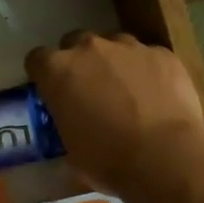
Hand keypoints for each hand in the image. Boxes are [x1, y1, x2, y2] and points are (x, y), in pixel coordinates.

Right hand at [26, 32, 203, 193]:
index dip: (44, 75)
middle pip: (75, 42)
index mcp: (58, 70)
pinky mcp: (162, 53)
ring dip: (115, 62)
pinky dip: (148, 71)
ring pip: (114, 45)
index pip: (37, 59)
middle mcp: (90, 48)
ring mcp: (129, 46)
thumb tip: (74, 126)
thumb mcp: (71, 150)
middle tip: (90, 90)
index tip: (52, 92)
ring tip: (128, 93)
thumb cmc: (109, 160)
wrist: (166, 157)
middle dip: (80, 62)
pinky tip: (158, 97)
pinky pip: (148, 57)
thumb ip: (67, 125)